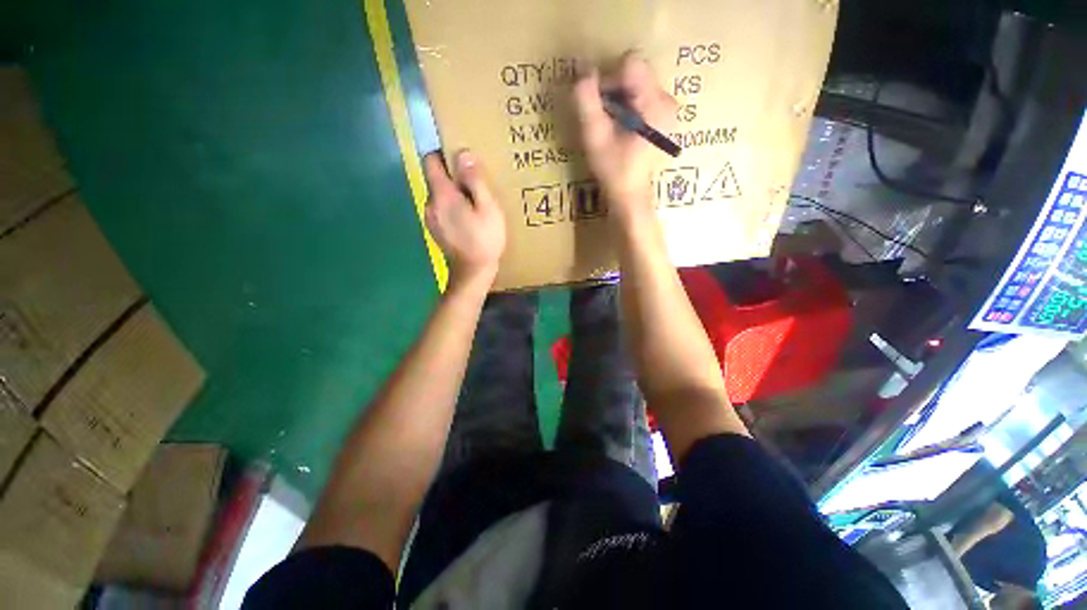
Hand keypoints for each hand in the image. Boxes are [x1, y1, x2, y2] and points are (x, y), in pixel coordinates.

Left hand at [423, 150, 506, 290]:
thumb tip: (463, 153)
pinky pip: (441, 210)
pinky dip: (452, 209)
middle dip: (454, 178)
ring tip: (474, 205)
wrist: (473, 273)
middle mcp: (429, 203)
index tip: (462, 160)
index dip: (444, 154)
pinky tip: (467, 221)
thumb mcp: (487, 208)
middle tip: (476, 186)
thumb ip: (475, 181)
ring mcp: (430, 218)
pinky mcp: (434, 230)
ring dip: (454, 195)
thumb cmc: (484, 240)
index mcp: (441, 194)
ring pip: (439, 196)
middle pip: (436, 179)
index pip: (431, 160)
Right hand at [573, 53, 677, 224]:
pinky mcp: (665, 116)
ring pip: (638, 82)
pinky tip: (622, 128)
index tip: (600, 105)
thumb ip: (587, 104)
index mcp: (655, 104)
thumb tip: (582, 73)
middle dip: (614, 89)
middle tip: (605, 118)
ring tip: (613, 125)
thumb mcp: (595, 138)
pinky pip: (642, 95)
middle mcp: (668, 100)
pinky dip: (628, 105)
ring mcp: (668, 108)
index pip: (630, 63)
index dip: (609, 78)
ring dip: (620, 98)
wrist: (631, 194)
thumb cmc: (613, 170)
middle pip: (635, 71)